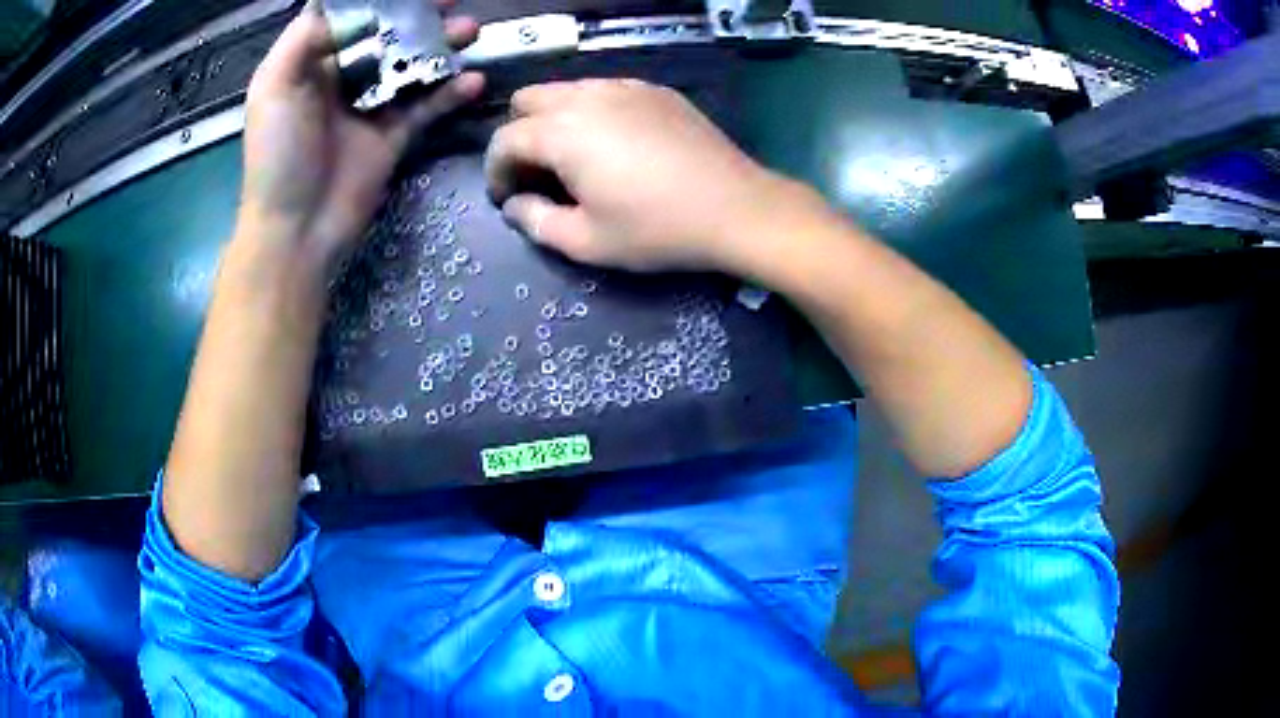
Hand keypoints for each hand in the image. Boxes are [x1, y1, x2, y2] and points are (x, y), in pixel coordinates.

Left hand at [239, 1, 483, 269]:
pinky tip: (473, 81)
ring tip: (469, 31)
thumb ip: (306, 36)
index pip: (348, 16)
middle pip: (386, 35)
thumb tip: (355, 9)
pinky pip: (427, 107)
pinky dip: (450, 94)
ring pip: (411, 66)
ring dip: (441, 47)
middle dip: (418, 16)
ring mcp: (369, 107)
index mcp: (310, 63)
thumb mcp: (275, 86)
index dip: (380, 0)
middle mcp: (341, 79)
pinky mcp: (392, 137)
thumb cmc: (278, 156)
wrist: (296, 230)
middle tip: (451, 1)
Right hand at [485, 80, 801, 273]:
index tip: (508, 198)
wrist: (737, 208)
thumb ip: (536, 222)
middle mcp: (587, 96)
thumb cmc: (657, 229)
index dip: (496, 171)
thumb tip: (514, 205)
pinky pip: (606, 90)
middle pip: (528, 100)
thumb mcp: (587, 242)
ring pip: (567, 89)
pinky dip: (593, 111)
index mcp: (562, 131)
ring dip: (555, 119)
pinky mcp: (656, 90)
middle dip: (519, 135)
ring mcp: (626, 86)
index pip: (504, 139)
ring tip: (575, 158)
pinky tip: (616, 143)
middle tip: (537, 173)